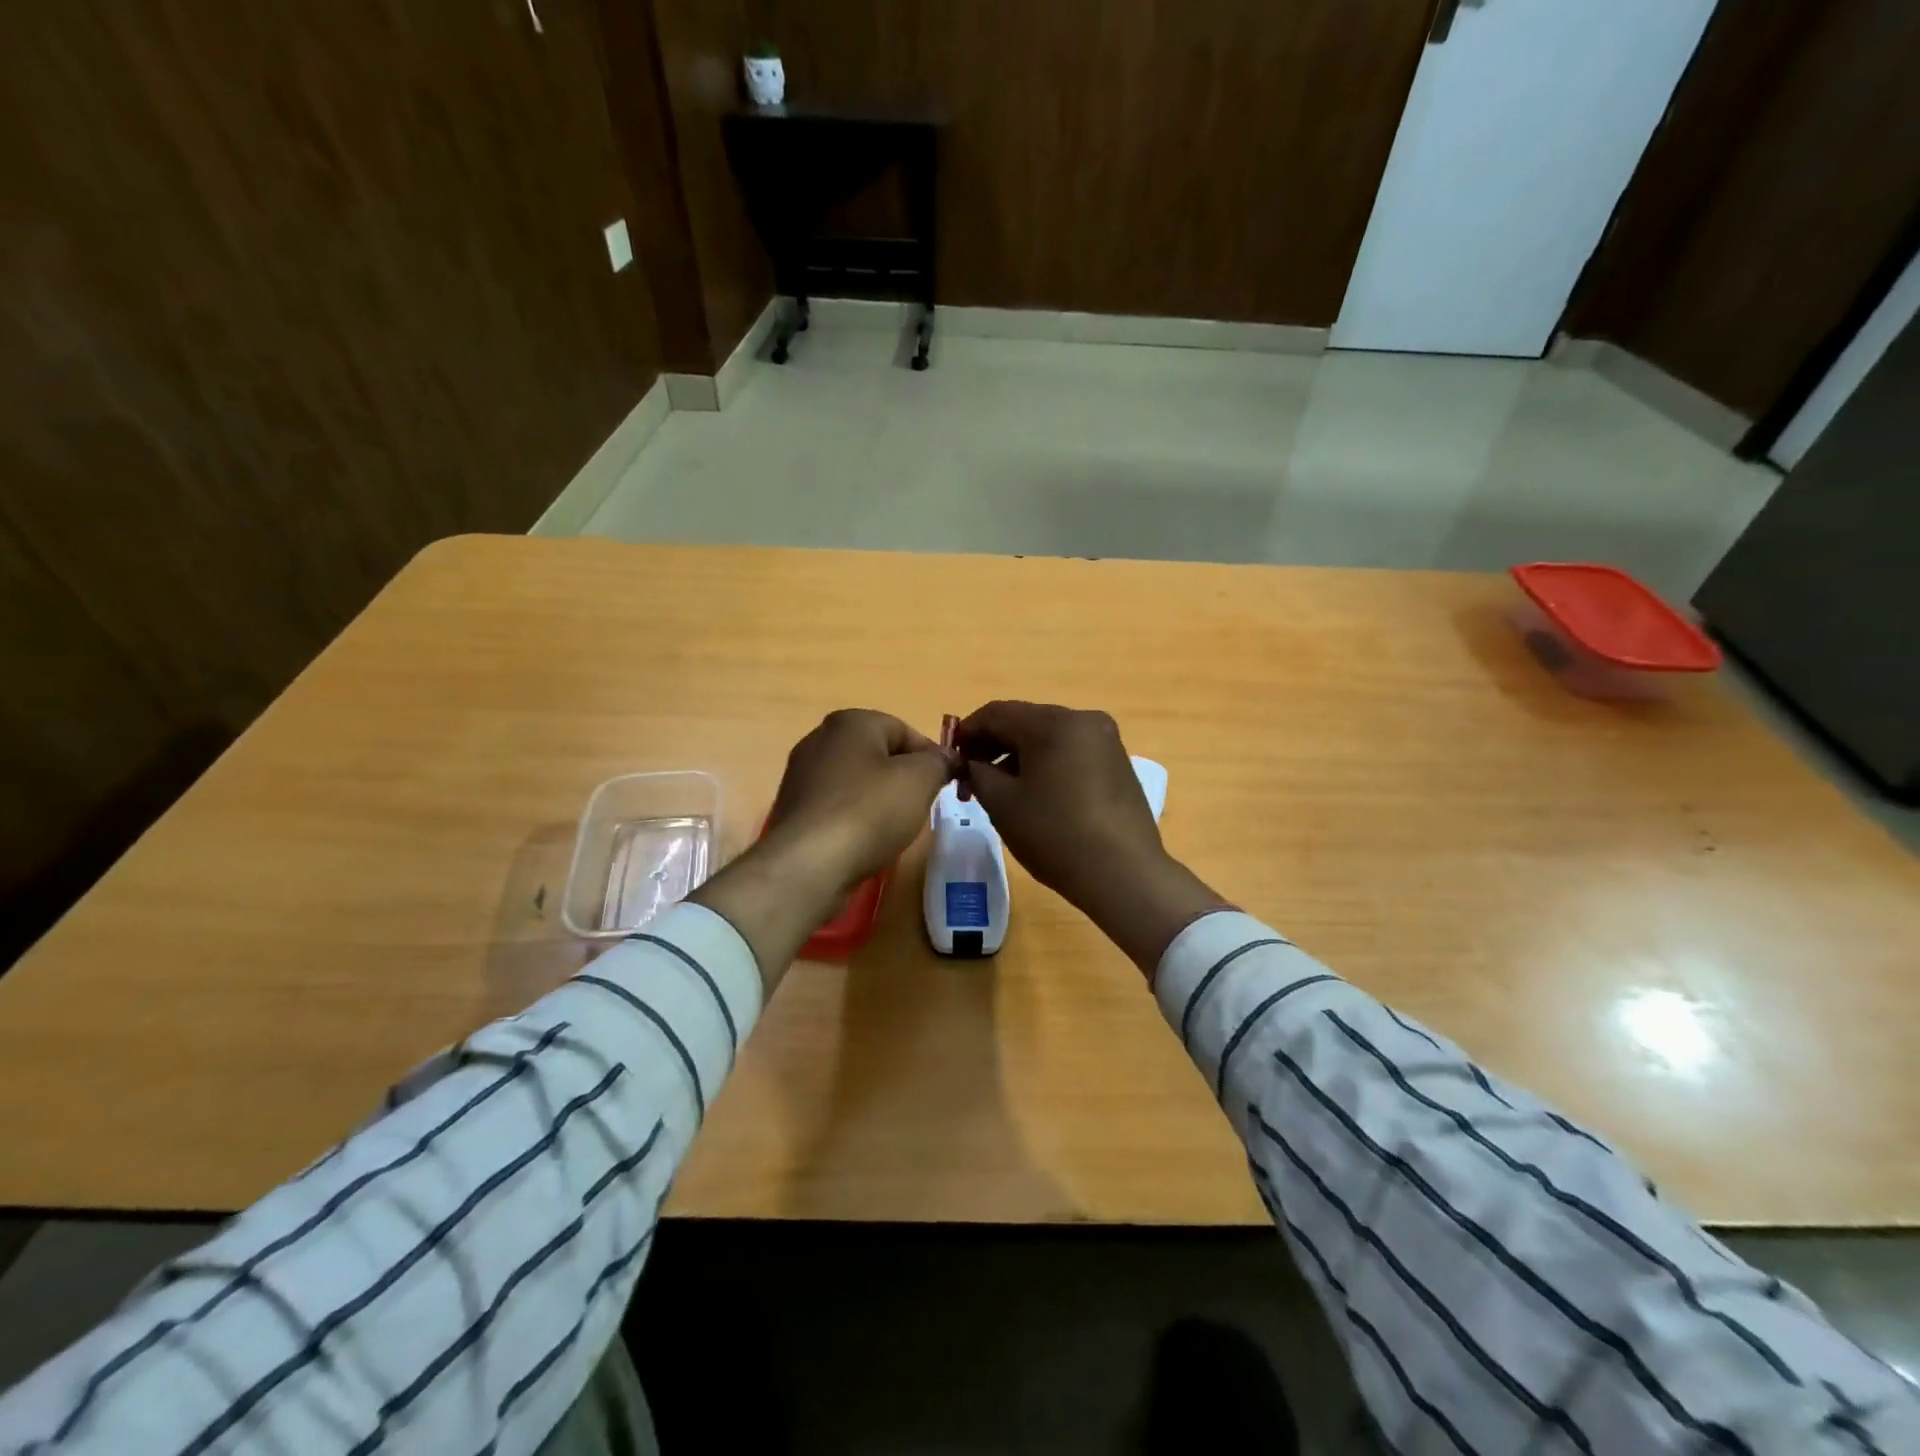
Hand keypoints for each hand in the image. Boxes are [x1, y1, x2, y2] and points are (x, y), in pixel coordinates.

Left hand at [764, 708, 952, 891]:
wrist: (809, 864)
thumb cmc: (869, 811)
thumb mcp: (920, 779)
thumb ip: (939, 762)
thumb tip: (947, 758)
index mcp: (850, 722)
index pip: (905, 730)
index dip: (931, 756)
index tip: (946, 785)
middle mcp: (820, 739)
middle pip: (879, 754)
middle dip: (904, 778)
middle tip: (922, 806)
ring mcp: (802, 775)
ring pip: (858, 781)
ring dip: (880, 800)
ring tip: (895, 828)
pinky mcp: (795, 809)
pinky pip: (838, 806)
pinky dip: (856, 818)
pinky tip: (865, 840)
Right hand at [955, 701, 1229, 973]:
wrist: (1124, 873)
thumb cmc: (1055, 834)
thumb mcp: (1002, 804)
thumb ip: (977, 772)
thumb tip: (972, 762)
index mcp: (1053, 722)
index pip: (997, 713)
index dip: (967, 732)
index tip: (951, 757)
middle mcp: (1083, 719)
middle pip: (1024, 721)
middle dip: (993, 746)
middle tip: (971, 779)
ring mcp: (1105, 740)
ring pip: (1048, 737)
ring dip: (1019, 756)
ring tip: (1000, 791)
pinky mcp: (1117, 762)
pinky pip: (1071, 752)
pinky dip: (1046, 764)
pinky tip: (1035, 795)